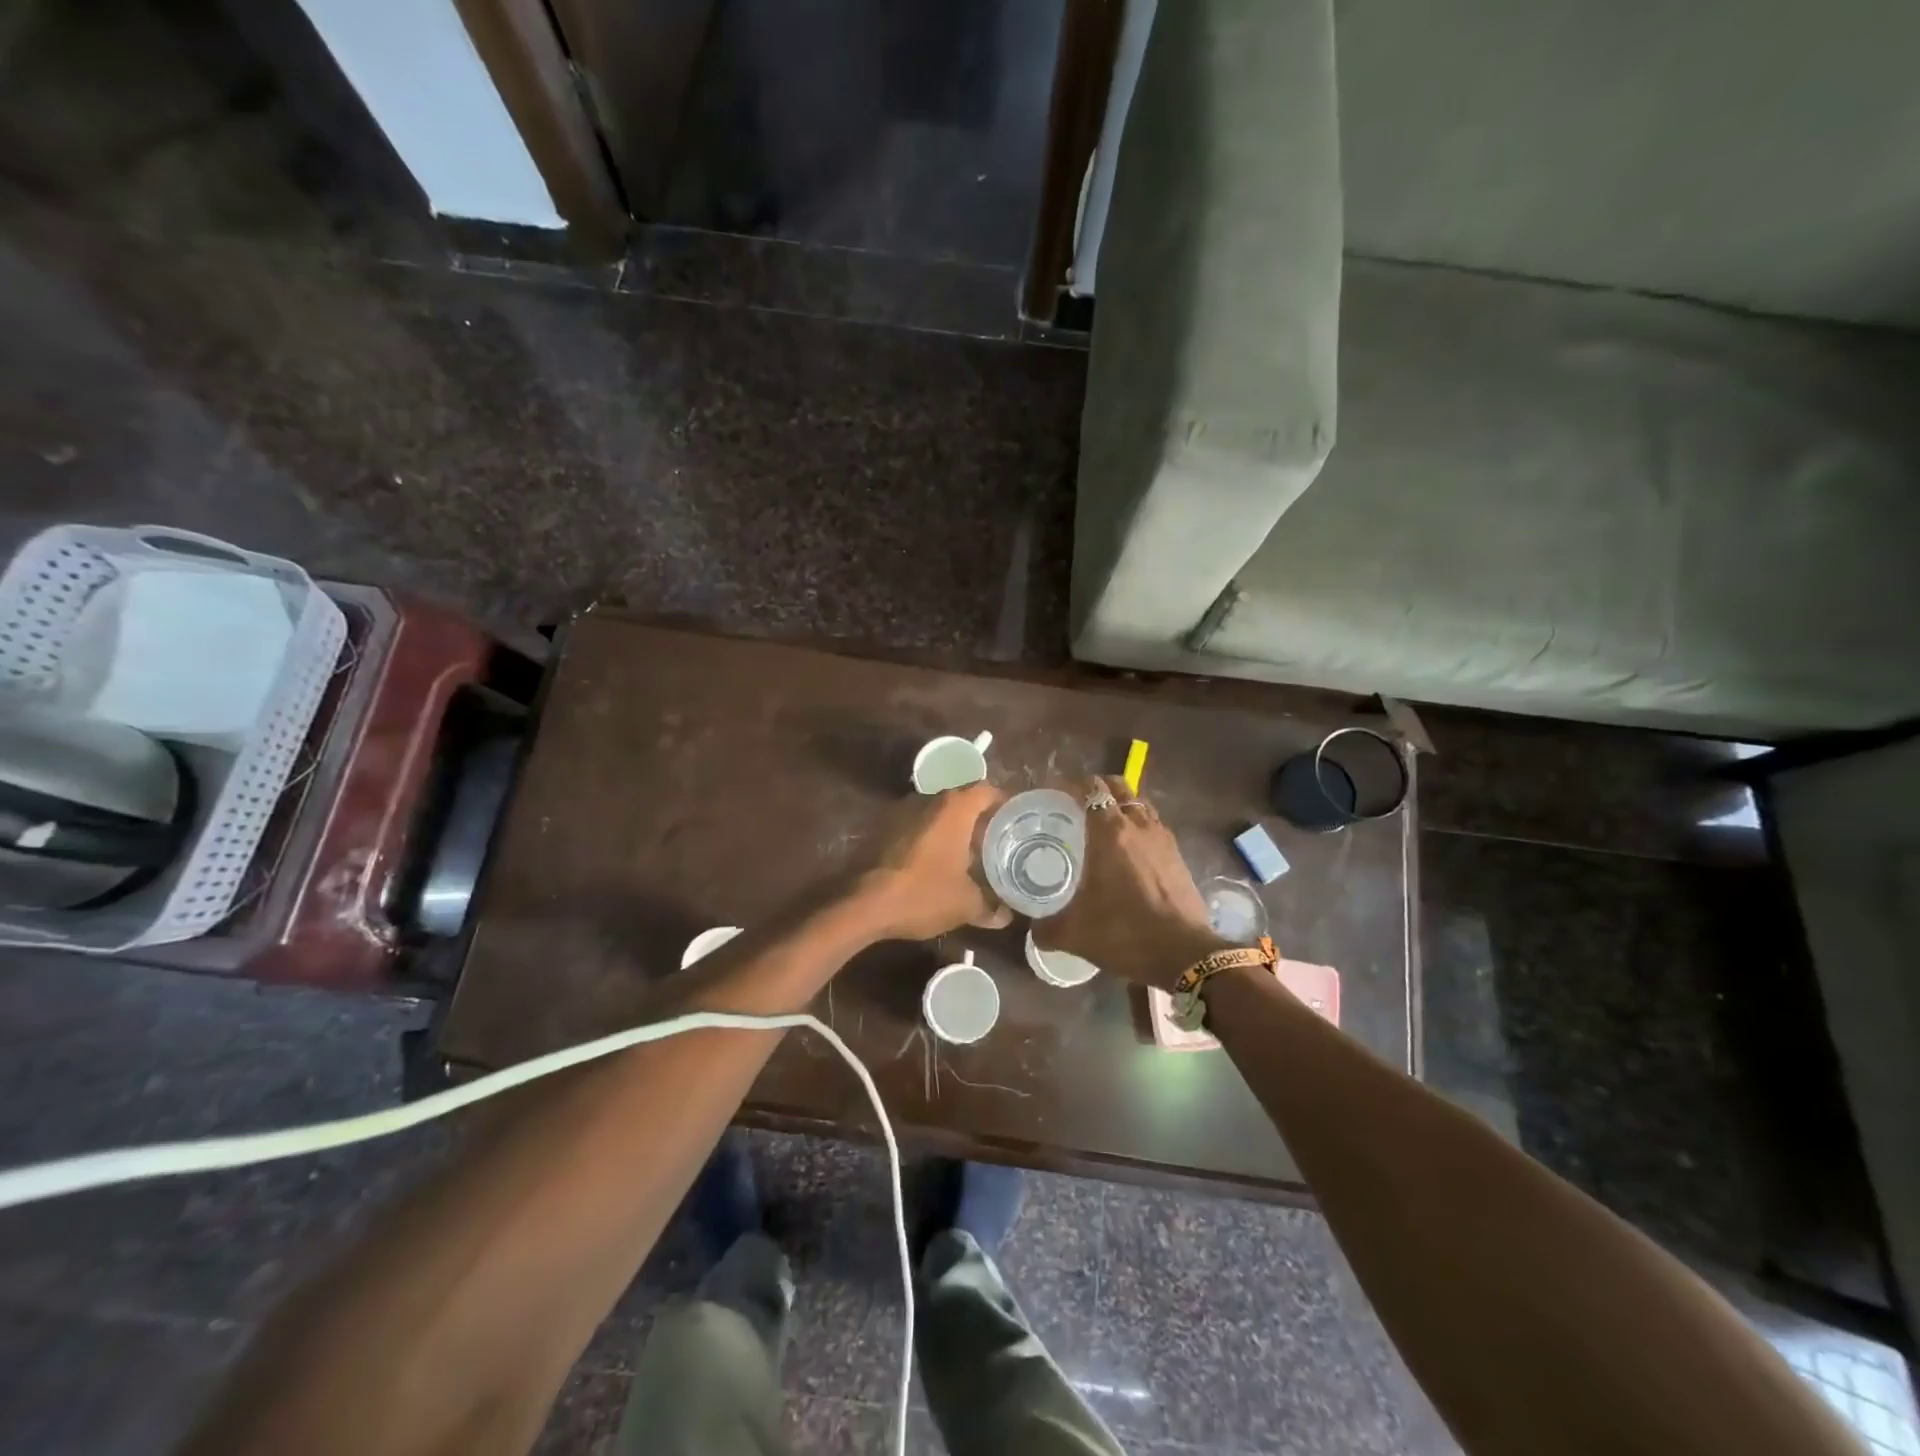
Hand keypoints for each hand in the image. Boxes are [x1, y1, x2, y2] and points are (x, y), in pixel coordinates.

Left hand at [852, 782, 1013, 939]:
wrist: (863, 904)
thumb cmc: (923, 894)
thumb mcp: (965, 905)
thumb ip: (990, 907)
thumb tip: (1006, 916)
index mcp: (953, 808)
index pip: (987, 791)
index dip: (1003, 804)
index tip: (1015, 822)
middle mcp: (928, 800)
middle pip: (962, 801)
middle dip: (980, 821)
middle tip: (996, 843)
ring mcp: (902, 812)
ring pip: (938, 814)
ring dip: (953, 831)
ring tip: (970, 856)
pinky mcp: (884, 829)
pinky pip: (918, 826)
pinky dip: (932, 839)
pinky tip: (938, 864)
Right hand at [1033, 777, 1228, 989]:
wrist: (1184, 954)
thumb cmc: (1125, 934)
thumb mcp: (1075, 934)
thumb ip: (1046, 928)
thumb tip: (1033, 929)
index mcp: (1109, 833)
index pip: (1091, 789)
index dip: (1071, 785)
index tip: (1055, 795)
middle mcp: (1137, 826)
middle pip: (1118, 786)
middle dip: (1097, 788)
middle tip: (1077, 806)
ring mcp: (1162, 838)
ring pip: (1139, 804)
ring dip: (1121, 805)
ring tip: (1103, 825)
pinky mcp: (1178, 855)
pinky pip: (1154, 825)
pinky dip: (1139, 826)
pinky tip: (1129, 851)